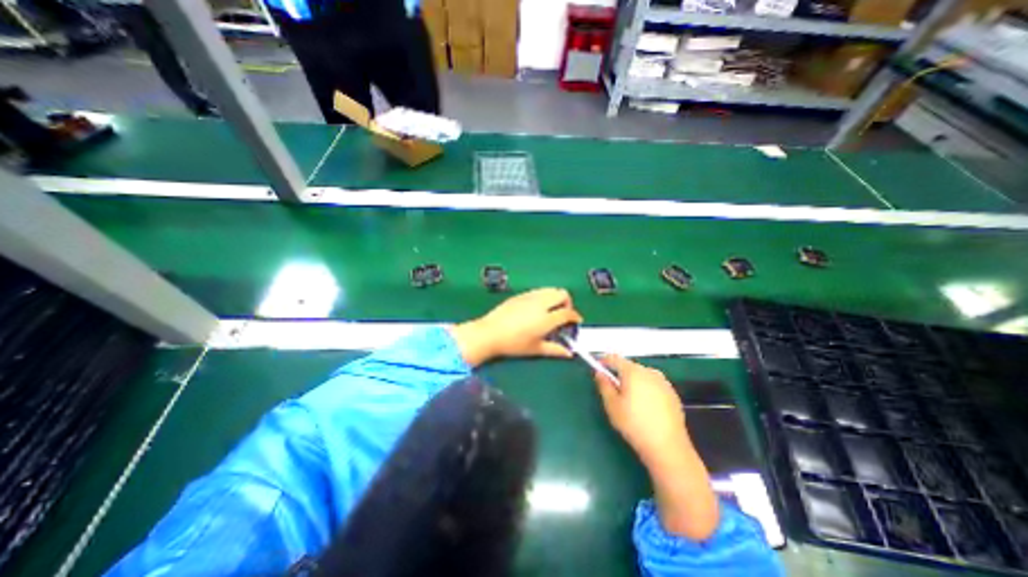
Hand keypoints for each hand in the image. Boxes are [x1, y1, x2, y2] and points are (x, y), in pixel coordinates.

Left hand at [449, 291, 582, 366]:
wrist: (490, 332)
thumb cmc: (514, 344)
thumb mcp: (535, 349)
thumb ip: (555, 349)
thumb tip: (569, 353)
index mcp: (546, 318)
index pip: (567, 313)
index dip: (575, 317)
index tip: (576, 321)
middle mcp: (541, 303)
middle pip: (562, 294)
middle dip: (567, 302)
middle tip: (563, 314)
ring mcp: (530, 296)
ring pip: (551, 289)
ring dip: (556, 297)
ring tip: (551, 310)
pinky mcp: (521, 294)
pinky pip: (539, 290)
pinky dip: (544, 296)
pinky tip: (537, 307)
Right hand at [595, 357, 690, 468]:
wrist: (668, 447)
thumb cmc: (634, 424)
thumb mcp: (612, 405)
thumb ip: (604, 385)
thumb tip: (599, 373)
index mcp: (633, 371)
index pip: (614, 358)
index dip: (604, 361)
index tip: (597, 367)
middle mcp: (649, 372)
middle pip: (629, 366)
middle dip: (619, 374)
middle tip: (612, 389)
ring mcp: (663, 382)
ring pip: (642, 376)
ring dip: (633, 381)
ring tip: (629, 400)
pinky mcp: (672, 394)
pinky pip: (653, 385)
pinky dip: (646, 389)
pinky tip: (645, 407)